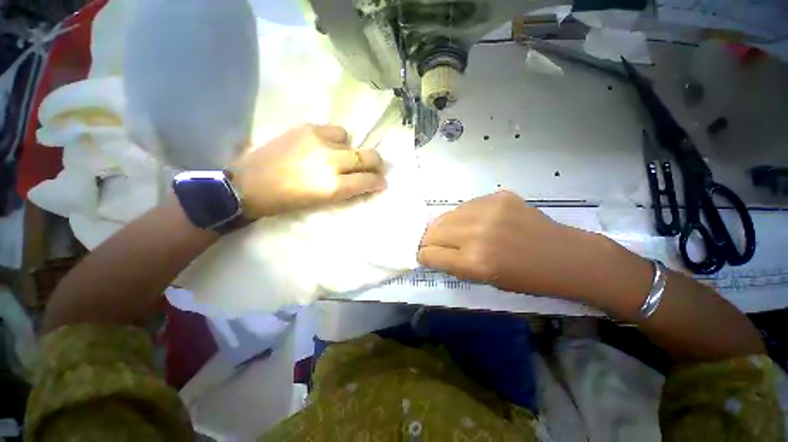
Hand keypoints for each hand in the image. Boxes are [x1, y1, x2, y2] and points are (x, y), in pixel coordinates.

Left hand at [231, 124, 385, 217]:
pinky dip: (337, 139)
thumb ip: (346, 191)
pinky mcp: (306, 128)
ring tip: (342, 157)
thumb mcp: (321, 202)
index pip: (368, 181)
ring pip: (351, 141)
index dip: (378, 182)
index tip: (382, 182)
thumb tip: (364, 183)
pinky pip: (335, 130)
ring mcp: (319, 141)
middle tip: (377, 167)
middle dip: (377, 163)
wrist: (248, 183)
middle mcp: (331, 161)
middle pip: (368, 157)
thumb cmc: (287, 201)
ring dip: (352, 151)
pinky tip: (327, 146)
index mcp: (333, 186)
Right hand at [417, 190, 600, 297]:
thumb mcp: (485, 280)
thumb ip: (454, 264)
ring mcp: (488, 210)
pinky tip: (476, 222)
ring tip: (454, 232)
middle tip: (434, 243)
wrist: (565, 256)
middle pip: (433, 231)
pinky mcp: (498, 196)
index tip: (424, 256)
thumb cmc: (526, 278)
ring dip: (444, 226)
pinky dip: (464, 215)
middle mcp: (477, 234)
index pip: (430, 254)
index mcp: (474, 262)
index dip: (423, 256)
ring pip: (446, 215)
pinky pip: (467, 205)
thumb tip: (432, 252)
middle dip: (428, 240)